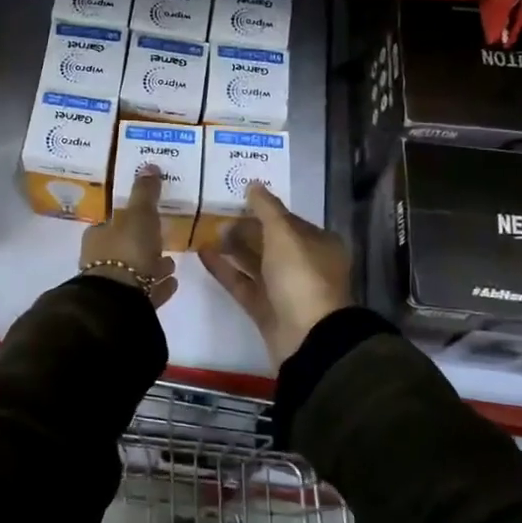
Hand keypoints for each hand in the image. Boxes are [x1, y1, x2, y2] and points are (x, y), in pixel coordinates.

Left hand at [80, 168, 177, 307]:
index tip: (146, 216)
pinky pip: (145, 292)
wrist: (119, 301)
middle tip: (163, 239)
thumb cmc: (127, 250)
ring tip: (172, 263)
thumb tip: (148, 165)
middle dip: (143, 243)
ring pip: (135, 271)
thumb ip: (145, 192)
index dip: (128, 218)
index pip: (111, 222)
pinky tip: (173, 282)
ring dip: (152, 265)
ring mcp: (112, 285)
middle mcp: (99, 260)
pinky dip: (157, 285)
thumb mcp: (140, 214)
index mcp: (97, 235)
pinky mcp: (125, 306)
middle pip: (124, 247)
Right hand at [200, 181, 351, 367]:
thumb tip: (252, 184)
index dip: (264, 209)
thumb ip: (267, 208)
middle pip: (270, 241)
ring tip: (206, 231)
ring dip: (233, 247)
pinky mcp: (265, 309)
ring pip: (255, 262)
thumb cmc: (301, 276)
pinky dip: (224, 269)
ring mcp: (284, 289)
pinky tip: (202, 253)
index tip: (237, 200)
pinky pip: (242, 283)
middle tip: (216, 216)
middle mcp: (304, 264)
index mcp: (319, 244)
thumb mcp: (284, 234)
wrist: (307, 337)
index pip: (288, 220)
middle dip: (245, 228)